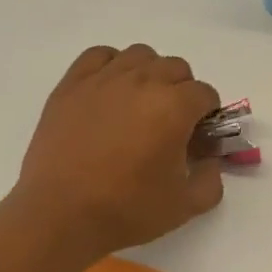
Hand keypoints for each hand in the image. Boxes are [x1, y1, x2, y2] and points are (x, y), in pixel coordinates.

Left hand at [8, 44, 224, 261]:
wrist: (59, 216)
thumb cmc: (126, 210)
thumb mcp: (185, 206)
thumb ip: (211, 180)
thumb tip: (210, 161)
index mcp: (174, 107)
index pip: (205, 94)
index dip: (206, 116)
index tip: (196, 137)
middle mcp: (142, 82)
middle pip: (176, 68)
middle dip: (182, 92)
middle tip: (170, 124)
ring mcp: (104, 79)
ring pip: (140, 55)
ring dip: (150, 74)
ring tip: (140, 104)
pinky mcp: (72, 85)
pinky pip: (99, 56)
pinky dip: (112, 65)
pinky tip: (110, 92)